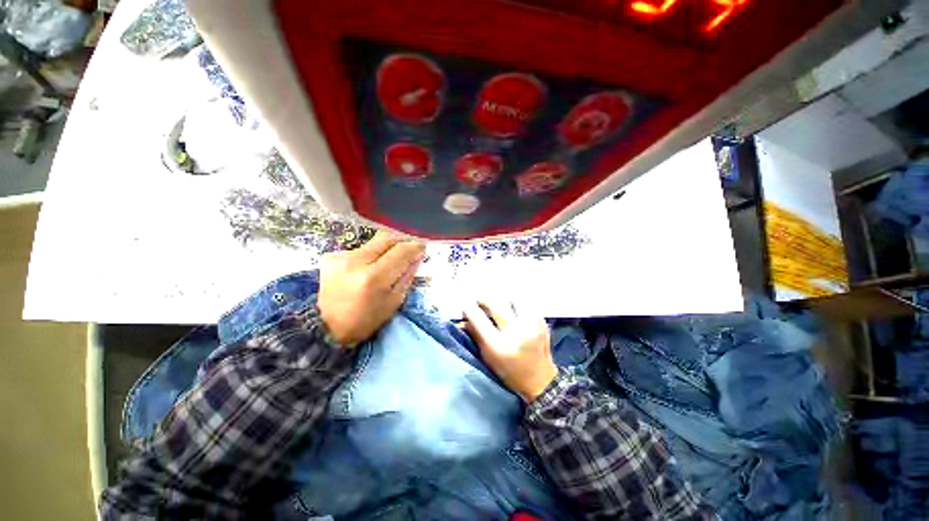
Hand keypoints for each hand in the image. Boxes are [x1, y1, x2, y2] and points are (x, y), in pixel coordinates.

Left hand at [318, 232, 424, 346]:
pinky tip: (368, 267)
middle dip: (402, 241)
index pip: (401, 251)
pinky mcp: (331, 255)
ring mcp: (341, 256)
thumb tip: (417, 257)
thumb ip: (407, 276)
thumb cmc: (365, 319)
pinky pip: (361, 249)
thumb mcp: (394, 301)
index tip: (422, 249)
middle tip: (409, 249)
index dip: (415, 247)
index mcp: (374, 278)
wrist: (326, 327)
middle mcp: (356, 261)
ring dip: (386, 248)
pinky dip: (370, 255)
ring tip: (388, 262)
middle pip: (387, 237)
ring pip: (374, 242)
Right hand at [463, 300, 557, 402]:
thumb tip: (464, 319)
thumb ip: (476, 335)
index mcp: (499, 346)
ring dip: (502, 298)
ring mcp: (531, 326)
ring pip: (512, 298)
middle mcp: (516, 333)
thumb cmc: (509, 372)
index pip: (479, 319)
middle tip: (479, 300)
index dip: (469, 308)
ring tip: (497, 303)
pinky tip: (512, 307)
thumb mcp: (488, 357)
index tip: (464, 303)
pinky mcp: (542, 322)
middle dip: (484, 299)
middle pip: (496, 303)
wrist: (540, 380)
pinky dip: (516, 302)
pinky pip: (526, 303)